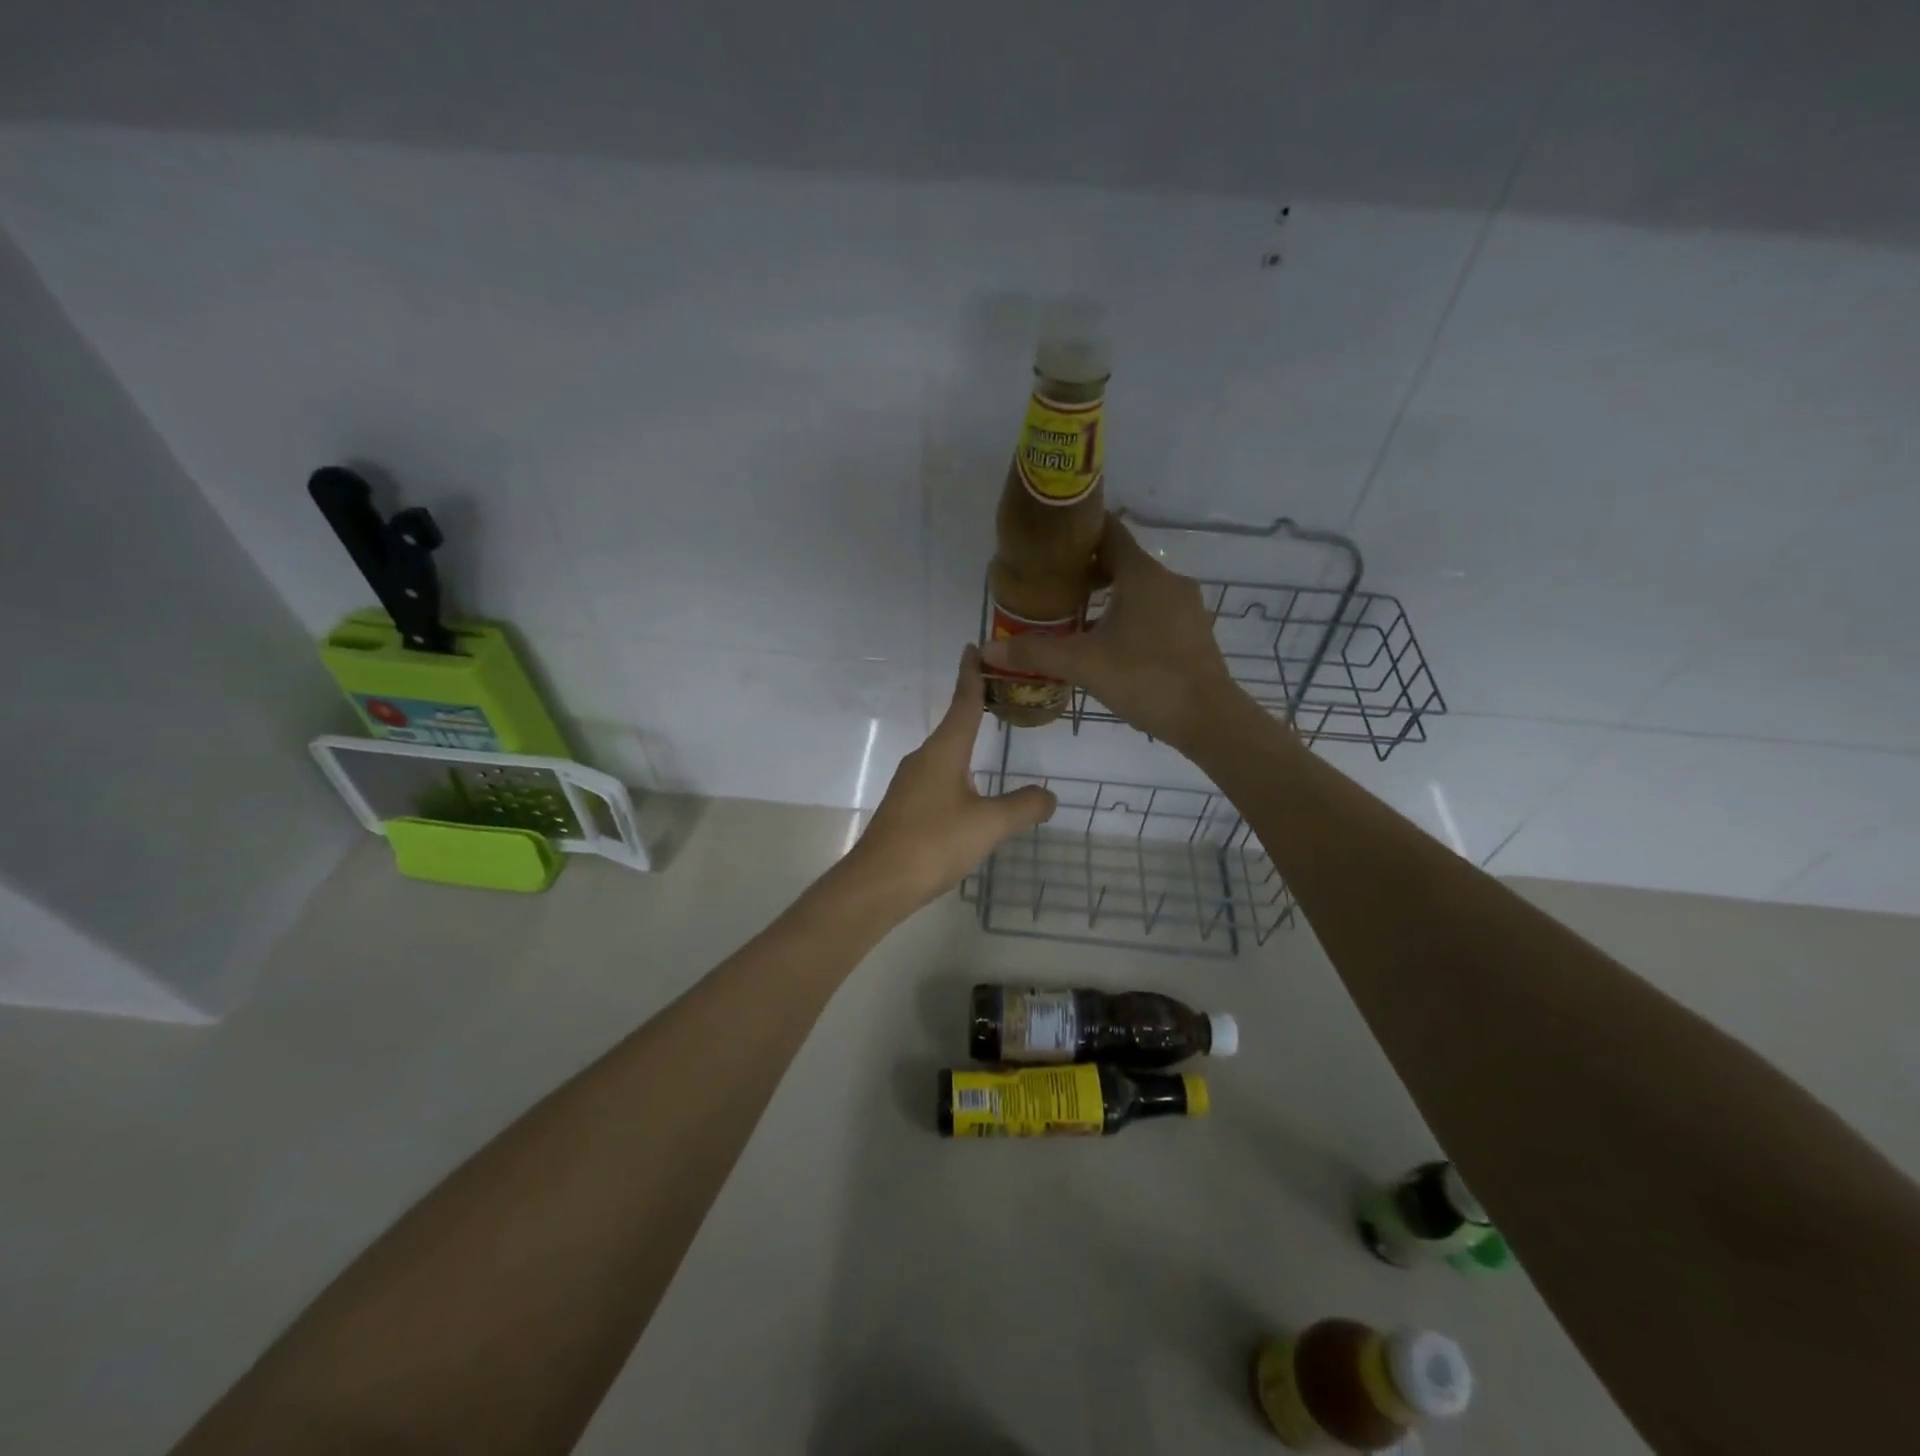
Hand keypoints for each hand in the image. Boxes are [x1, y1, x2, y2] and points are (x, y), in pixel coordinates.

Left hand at [844, 646, 1057, 911]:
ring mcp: (910, 784)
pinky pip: (937, 778)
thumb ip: (1023, 807)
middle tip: (999, 693)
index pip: (962, 702)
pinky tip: (968, 793)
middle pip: (953, 725)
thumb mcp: (989, 825)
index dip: (971, 675)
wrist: (877, 883)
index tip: (973, 647)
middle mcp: (923, 759)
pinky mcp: (905, 808)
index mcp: (943, 751)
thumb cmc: (933, 843)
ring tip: (987, 739)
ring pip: (944, 754)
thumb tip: (1050, 796)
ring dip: (964, 742)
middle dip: (973, 707)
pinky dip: (957, 771)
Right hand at [981, 515, 1245, 753]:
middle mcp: (1168, 581)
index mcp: (1142, 575)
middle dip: (1087, 572)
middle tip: (1053, 588)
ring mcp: (1185, 607)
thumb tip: (987, 651)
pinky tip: (1110, 643)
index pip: (1108, 534)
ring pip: (1139, 589)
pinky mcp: (1192, 632)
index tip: (1050, 544)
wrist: (1208, 718)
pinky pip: (1154, 611)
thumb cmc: (1145, 678)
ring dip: (1108, 597)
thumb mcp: (1083, 664)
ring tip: (1075, 617)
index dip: (1079, 534)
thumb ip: (1035, 654)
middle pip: (1122, 562)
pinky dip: (1129, 616)